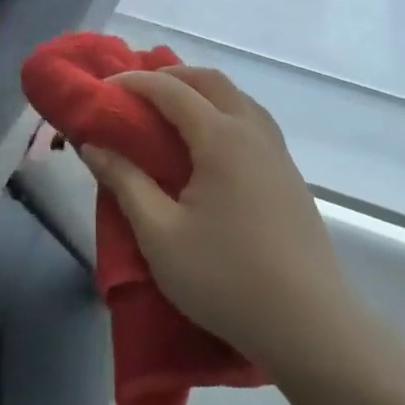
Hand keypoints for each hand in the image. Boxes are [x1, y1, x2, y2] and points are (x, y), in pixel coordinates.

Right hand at [77, 67, 358, 376]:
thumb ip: (125, 183)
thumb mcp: (159, 235)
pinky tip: (209, 149)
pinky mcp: (290, 177)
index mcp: (221, 138)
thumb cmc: (226, 279)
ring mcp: (278, 154)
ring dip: (201, 93)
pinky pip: (253, 123)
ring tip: (170, 115)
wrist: (310, 326)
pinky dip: (223, 114)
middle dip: (171, 77)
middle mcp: (253, 132)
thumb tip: (94, 146)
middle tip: (136, 94)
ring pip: (238, 99)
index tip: (103, 88)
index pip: (171, 90)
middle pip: (211, 81)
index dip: (134, 82)